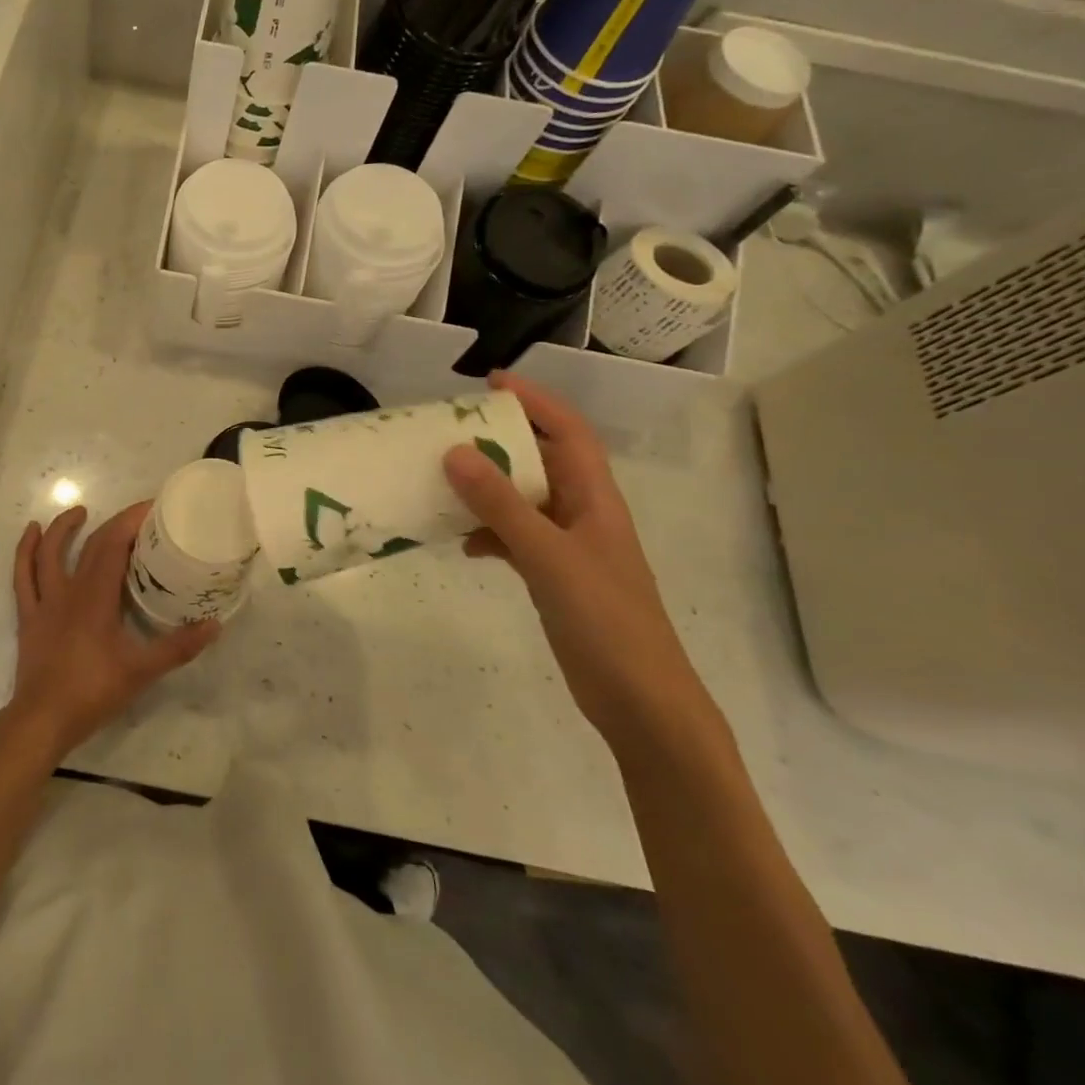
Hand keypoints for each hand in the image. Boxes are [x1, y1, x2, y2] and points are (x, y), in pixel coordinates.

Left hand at [5, 502, 220, 759]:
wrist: (42, 720)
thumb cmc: (92, 691)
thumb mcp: (142, 671)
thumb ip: (178, 647)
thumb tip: (214, 625)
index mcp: (96, 596)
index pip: (114, 544)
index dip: (131, 521)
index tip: (153, 508)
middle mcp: (69, 590)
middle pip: (90, 545)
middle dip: (114, 523)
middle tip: (137, 516)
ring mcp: (45, 602)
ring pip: (48, 553)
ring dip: (63, 528)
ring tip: (79, 511)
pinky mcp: (29, 617)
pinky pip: (23, 576)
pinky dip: (25, 551)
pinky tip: (31, 533)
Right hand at [442, 373, 711, 743]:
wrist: (639, 701)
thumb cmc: (605, 620)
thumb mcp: (548, 556)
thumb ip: (500, 505)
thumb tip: (454, 451)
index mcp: (595, 498)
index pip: (568, 431)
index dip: (535, 401)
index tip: (491, 383)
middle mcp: (583, 514)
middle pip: (542, 460)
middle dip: (502, 439)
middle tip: (452, 427)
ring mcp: (568, 547)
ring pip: (523, 499)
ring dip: (488, 487)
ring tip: (444, 478)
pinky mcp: (554, 576)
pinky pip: (515, 537)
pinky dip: (487, 532)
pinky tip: (462, 543)